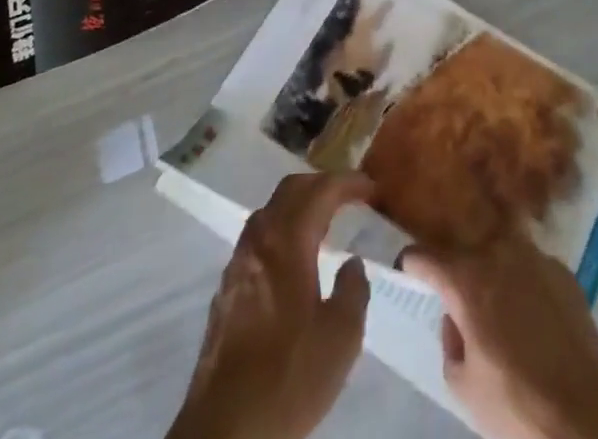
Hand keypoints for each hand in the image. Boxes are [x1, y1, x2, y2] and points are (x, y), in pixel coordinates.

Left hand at [168, 172, 374, 438]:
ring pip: (270, 211)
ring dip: (298, 205)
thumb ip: (353, 290)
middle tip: (349, 195)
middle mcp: (259, 240)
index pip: (320, 190)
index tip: (371, 187)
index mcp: (287, 241)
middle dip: (321, 184)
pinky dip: (281, 230)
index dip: (348, 182)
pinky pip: (258, 238)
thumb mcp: (340, 338)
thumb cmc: (289, 376)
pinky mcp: (226, 289)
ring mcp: (237, 263)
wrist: (226, 429)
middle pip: (290, 190)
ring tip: (323, 221)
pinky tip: (293, 258)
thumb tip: (352, 263)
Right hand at [401, 238, 597, 438]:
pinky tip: (532, 312)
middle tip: (458, 294)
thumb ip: (449, 341)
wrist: (586, 414)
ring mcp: (534, 256)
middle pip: (465, 248)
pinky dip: (525, 281)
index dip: (412, 265)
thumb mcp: (463, 385)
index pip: (423, 256)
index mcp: (466, 279)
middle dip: (457, 267)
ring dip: (493, 269)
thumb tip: (455, 318)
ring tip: (498, 300)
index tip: (408, 272)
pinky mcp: (563, 270)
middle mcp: (498, 252)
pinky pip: (532, 267)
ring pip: (501, 252)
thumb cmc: (516, 403)